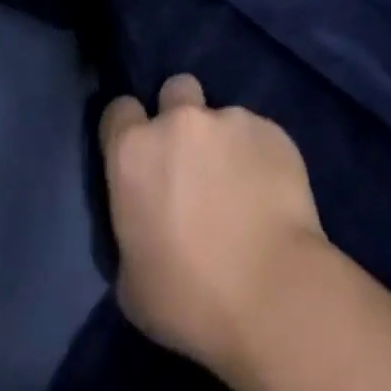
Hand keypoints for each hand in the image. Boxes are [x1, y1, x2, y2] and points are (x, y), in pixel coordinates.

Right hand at [99, 74, 327, 377]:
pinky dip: (256, 156)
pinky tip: (267, 193)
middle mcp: (179, 120)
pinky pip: (256, 134)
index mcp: (134, 152)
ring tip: (239, 186)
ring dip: (221, 141)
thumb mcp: (130, 278)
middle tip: (191, 160)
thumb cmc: (189, 299)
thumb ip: (132, 225)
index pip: (118, 111)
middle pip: (174, 91)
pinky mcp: (271, 128)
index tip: (138, 157)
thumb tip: (146, 215)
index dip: (127, 129)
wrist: (271, 292)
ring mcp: (229, 117)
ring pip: (220, 115)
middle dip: (178, 114)